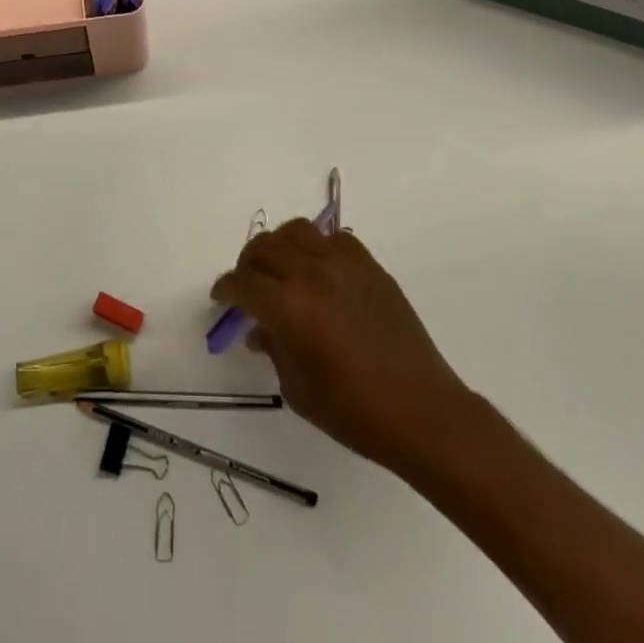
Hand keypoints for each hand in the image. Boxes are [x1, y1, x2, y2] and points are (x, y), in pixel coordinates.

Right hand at [211, 222, 477, 476]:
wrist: (422, 411)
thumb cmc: (354, 412)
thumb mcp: (298, 388)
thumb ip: (273, 348)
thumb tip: (259, 329)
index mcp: (288, 307)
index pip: (243, 283)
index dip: (226, 289)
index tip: (222, 297)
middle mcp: (312, 274)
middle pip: (264, 247)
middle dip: (247, 264)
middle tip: (247, 284)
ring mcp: (344, 264)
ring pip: (297, 231)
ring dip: (280, 246)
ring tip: (280, 268)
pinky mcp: (370, 266)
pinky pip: (334, 239)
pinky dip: (317, 248)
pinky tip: (319, 272)